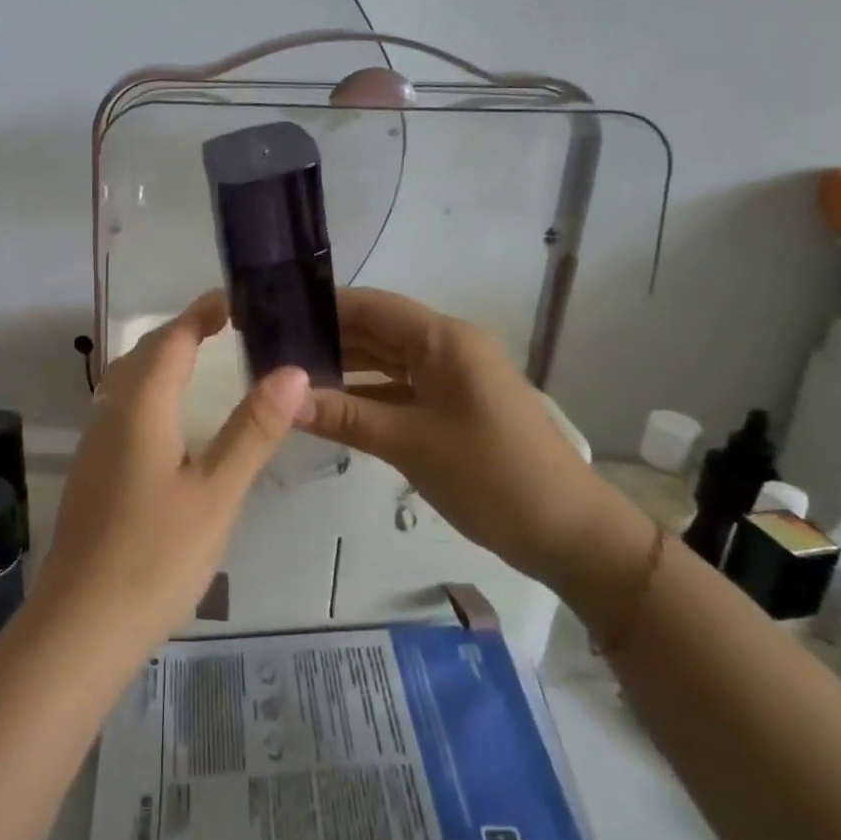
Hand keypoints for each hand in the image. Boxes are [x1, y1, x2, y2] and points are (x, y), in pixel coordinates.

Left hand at [33, 292, 308, 655]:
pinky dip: (149, 391)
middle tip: (226, 326)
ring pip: (127, 381)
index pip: (172, 339)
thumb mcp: (217, 493)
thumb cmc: (156, 556)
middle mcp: (111, 412)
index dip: (201, 313)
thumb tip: (291, 370)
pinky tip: (169, 421)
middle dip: (182, 331)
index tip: (235, 299)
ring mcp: (95, 442)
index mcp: (141, 406)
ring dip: (161, 359)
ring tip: (201, 361)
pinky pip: (121, 408)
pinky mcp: (92, 470)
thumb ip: (252, 429)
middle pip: (145, 353)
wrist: (81, 624)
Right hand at [294, 287, 616, 586]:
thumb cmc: (493, 476)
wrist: (570, 534)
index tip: (273, 315)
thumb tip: (282, 399)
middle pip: (376, 330)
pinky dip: (365, 394)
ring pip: (385, 360)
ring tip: (289, 376)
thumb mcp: (410, 444)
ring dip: (343, 367)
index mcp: (444, 340)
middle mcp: (447, 348)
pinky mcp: (452, 406)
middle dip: (326, 337)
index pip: (372, 305)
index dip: (323, 306)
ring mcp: (452, 378)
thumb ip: (344, 416)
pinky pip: (399, 388)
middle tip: (270, 350)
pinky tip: (328, 407)